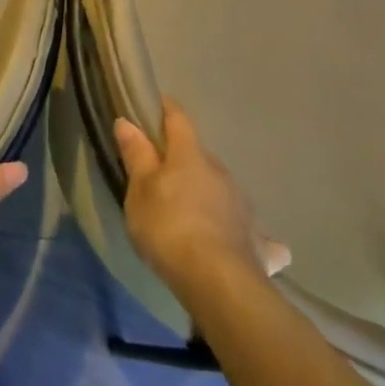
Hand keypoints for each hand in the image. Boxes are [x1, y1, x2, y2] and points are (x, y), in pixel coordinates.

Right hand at [115, 99, 290, 299]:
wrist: (217, 280)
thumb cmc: (169, 227)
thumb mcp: (140, 191)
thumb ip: (136, 155)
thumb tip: (128, 121)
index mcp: (190, 156)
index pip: (178, 119)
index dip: (166, 110)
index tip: (156, 106)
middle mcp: (220, 172)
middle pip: (199, 156)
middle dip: (184, 160)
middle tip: (163, 176)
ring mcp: (242, 205)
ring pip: (222, 189)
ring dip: (209, 193)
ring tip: (193, 213)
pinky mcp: (256, 240)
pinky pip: (252, 232)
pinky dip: (246, 234)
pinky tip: (250, 245)